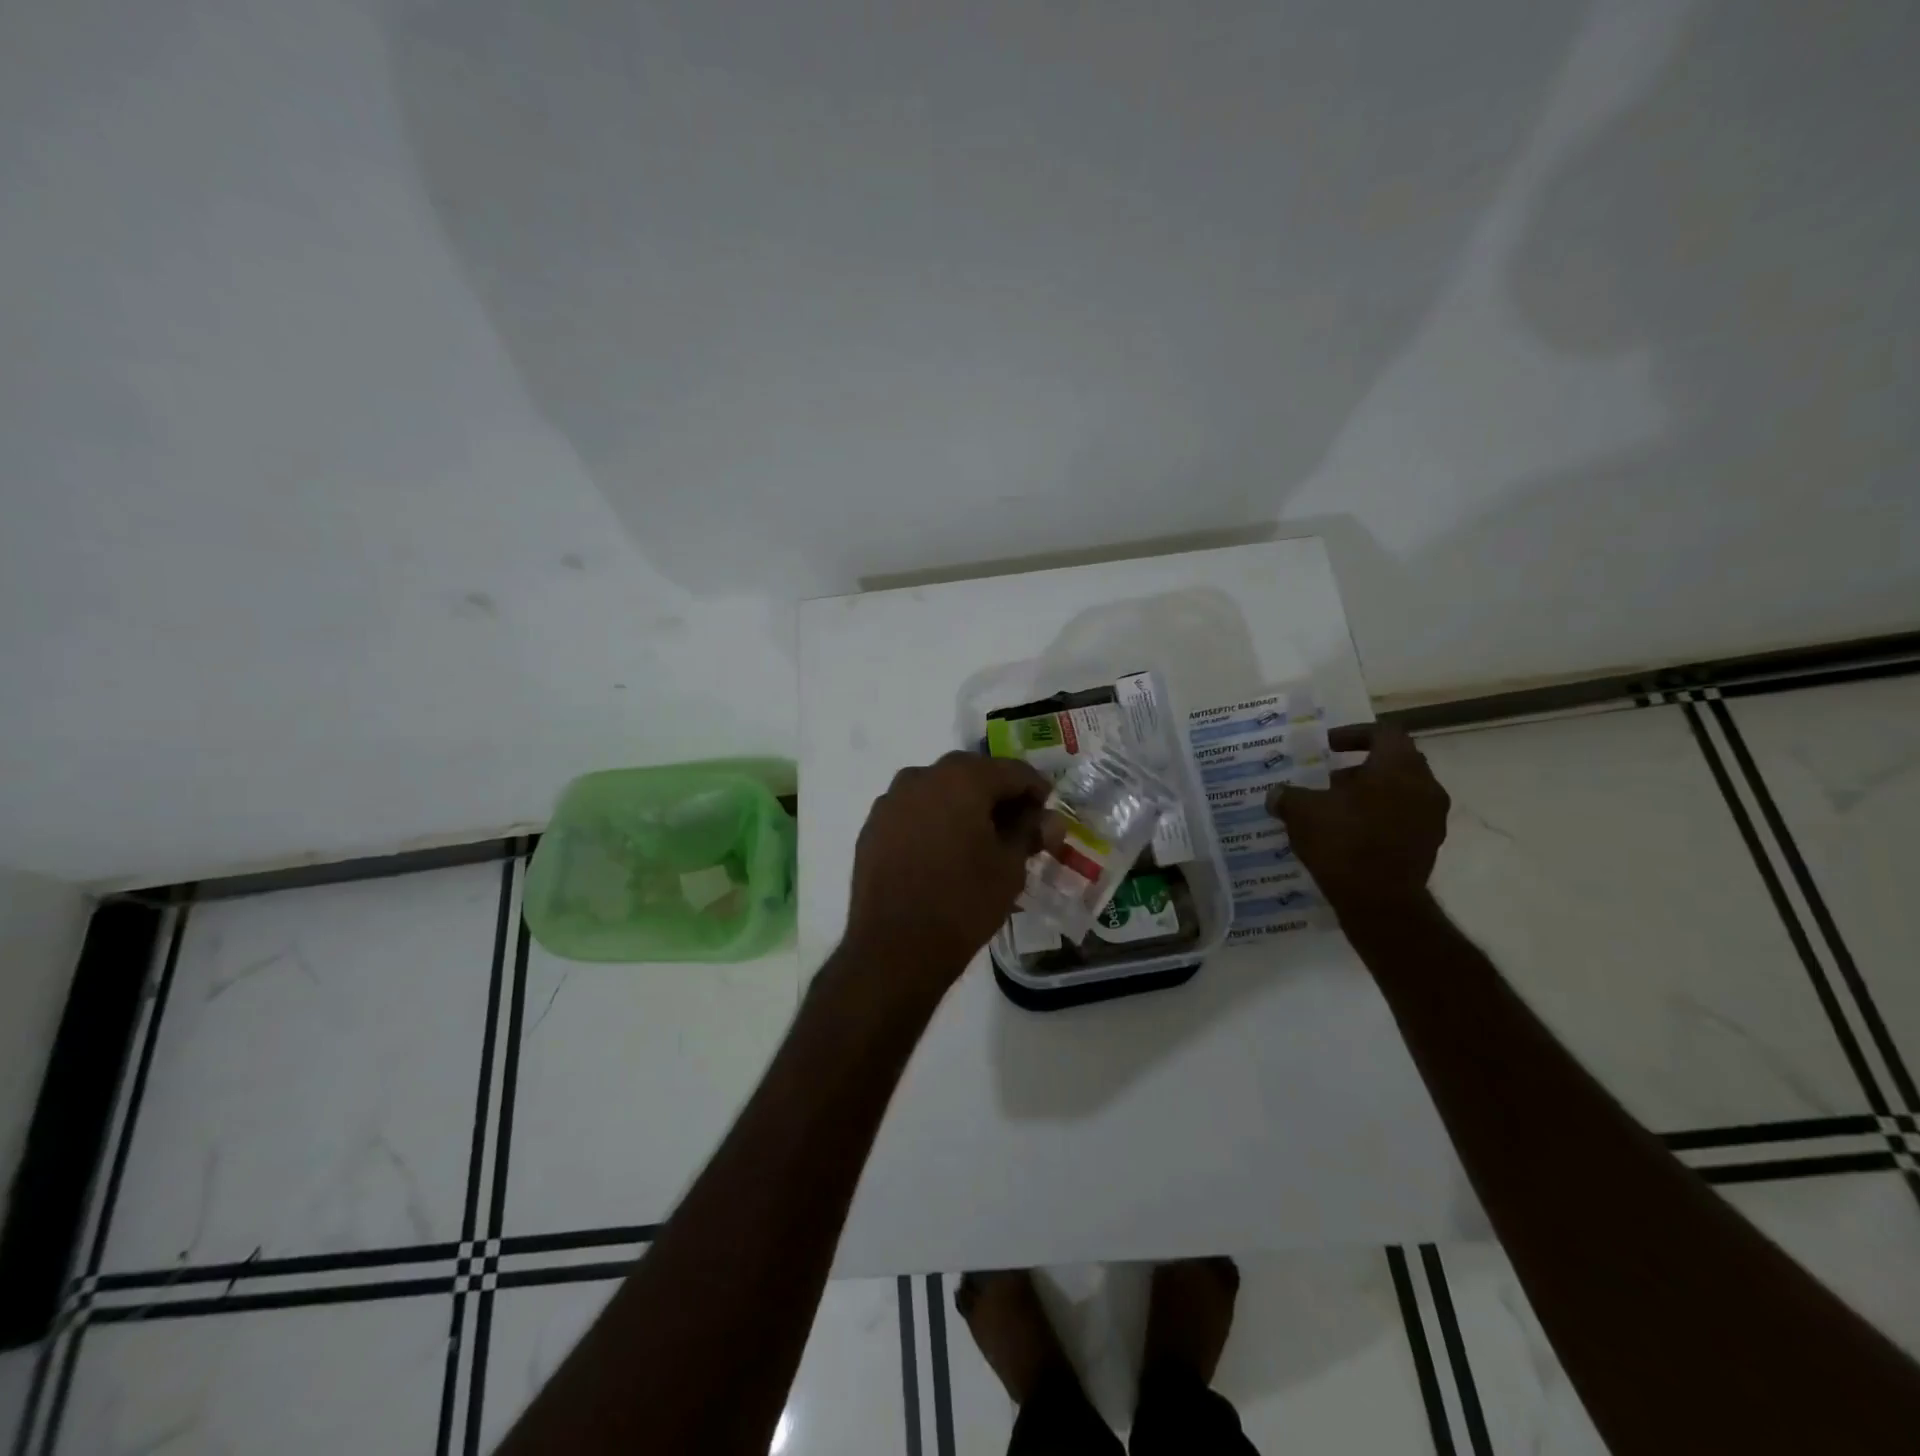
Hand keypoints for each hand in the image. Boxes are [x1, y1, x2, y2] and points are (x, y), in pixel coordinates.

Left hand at [843, 751, 1052, 995]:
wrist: (894, 948)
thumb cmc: (963, 902)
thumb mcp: (1009, 868)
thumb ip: (1029, 833)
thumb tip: (1048, 820)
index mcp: (962, 778)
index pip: (1012, 771)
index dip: (1036, 791)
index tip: (1046, 815)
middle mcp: (922, 776)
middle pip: (972, 775)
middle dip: (997, 796)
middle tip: (1017, 827)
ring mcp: (891, 800)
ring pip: (938, 792)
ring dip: (962, 806)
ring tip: (978, 841)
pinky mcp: (872, 827)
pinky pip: (913, 813)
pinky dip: (933, 822)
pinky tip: (943, 853)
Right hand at [1267, 722, 1448, 916]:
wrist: (1379, 901)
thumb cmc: (1343, 842)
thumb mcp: (1302, 812)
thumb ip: (1288, 796)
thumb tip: (1276, 794)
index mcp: (1397, 766)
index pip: (1384, 733)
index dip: (1354, 734)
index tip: (1328, 747)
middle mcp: (1424, 786)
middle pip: (1395, 762)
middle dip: (1361, 767)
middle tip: (1330, 779)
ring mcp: (1432, 818)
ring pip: (1401, 792)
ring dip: (1371, 794)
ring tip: (1336, 808)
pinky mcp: (1429, 846)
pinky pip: (1403, 819)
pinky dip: (1379, 818)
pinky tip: (1349, 833)